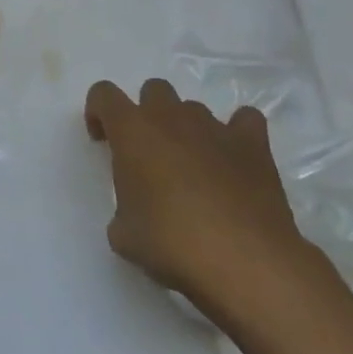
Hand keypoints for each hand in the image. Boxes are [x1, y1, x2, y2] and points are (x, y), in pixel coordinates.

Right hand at [85, 77, 315, 313]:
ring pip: (194, 108)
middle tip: (149, 154)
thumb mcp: (124, 234)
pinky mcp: (254, 145)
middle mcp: (171, 117)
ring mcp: (214, 127)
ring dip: (187, 129)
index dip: (98, 112)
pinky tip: (234, 158)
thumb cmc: (171, 243)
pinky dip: (237, 132)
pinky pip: (244, 120)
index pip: (104, 94)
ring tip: (193, 167)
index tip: (103, 142)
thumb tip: (136, 213)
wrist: (244, 263)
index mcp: (131, 130)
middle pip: (154, 90)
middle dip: (148, 114)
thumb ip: (123, 208)